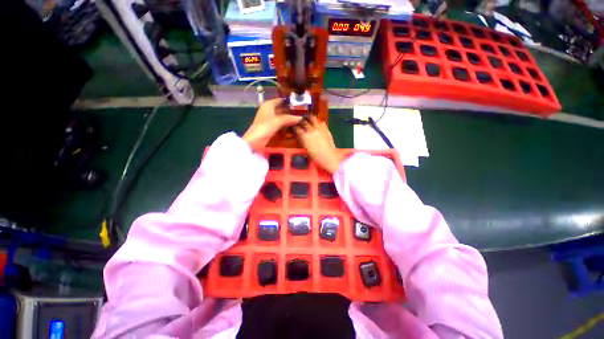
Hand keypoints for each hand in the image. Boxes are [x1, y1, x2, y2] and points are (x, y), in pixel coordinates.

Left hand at [243, 99, 302, 150]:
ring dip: (288, 118)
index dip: (289, 101)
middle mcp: (268, 110)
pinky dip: (285, 124)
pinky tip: (292, 126)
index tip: (299, 103)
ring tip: (299, 119)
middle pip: (281, 108)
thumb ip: (290, 118)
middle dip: (290, 111)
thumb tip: (301, 117)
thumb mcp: (279, 121)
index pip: (280, 100)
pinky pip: (279, 123)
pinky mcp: (270, 126)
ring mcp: (269, 118)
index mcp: (268, 104)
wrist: (256, 140)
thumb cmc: (266, 126)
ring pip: (281, 116)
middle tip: (301, 112)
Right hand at [294, 115, 343, 173]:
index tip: (292, 126)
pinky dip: (318, 122)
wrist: (329, 157)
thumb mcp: (306, 148)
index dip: (293, 126)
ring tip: (307, 118)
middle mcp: (311, 130)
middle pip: (303, 121)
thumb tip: (297, 134)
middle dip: (300, 120)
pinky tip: (317, 125)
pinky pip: (321, 122)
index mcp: (305, 136)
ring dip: (309, 118)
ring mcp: (319, 128)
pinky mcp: (326, 128)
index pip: (296, 128)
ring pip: (312, 118)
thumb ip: (301, 139)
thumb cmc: (316, 156)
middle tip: (299, 121)